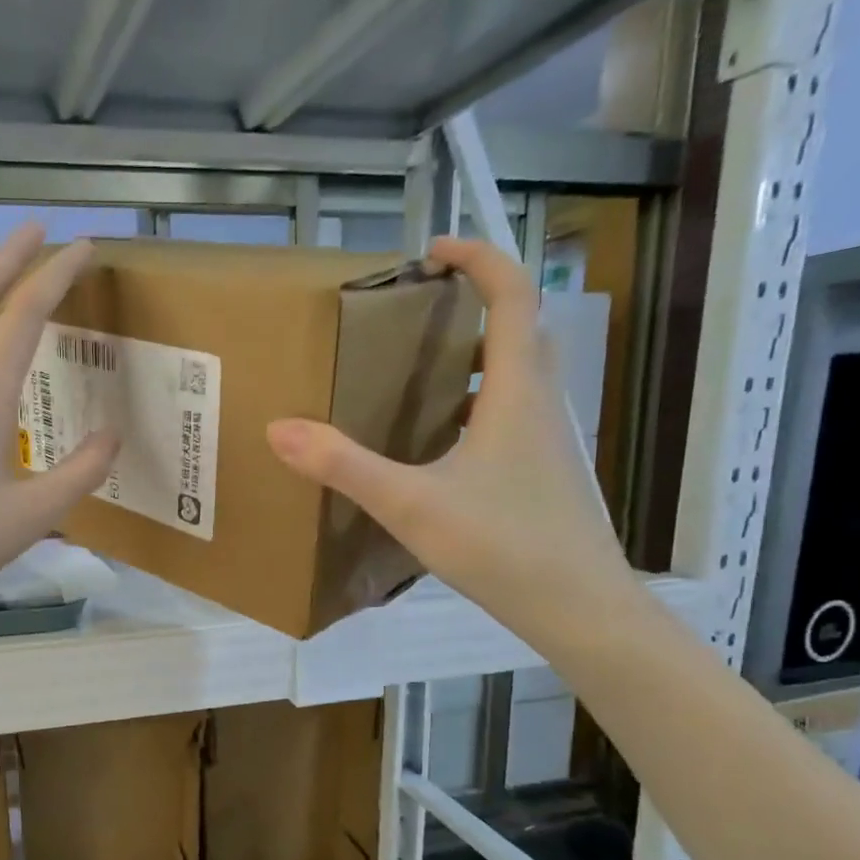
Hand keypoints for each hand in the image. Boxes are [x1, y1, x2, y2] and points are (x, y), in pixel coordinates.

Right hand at [266, 236, 631, 632]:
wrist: (580, 608)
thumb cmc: (502, 545)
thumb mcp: (411, 504)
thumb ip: (344, 466)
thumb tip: (278, 429)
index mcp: (517, 392)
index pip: (512, 295)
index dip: (479, 258)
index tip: (433, 251)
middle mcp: (542, 404)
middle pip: (522, 328)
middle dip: (478, 302)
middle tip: (422, 311)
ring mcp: (551, 441)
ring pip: (521, 374)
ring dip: (480, 355)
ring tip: (423, 372)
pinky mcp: (548, 473)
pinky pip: (516, 414)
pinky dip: (482, 403)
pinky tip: (444, 444)